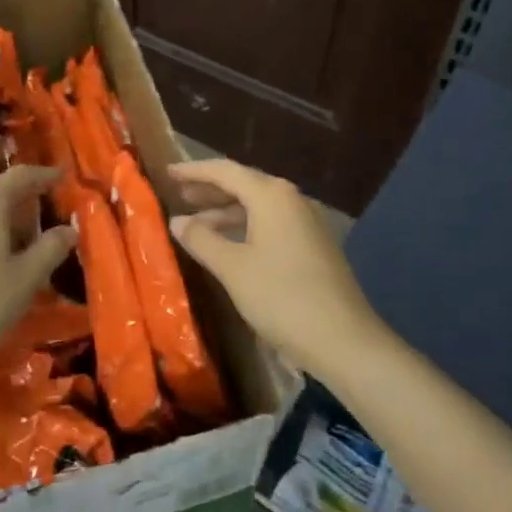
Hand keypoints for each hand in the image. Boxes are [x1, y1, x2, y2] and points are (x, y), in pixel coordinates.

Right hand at [168, 158, 386, 374]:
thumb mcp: (233, 268)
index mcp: (272, 195)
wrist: (344, 340)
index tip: (167, 173)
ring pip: (258, 207)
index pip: (225, 171)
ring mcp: (307, 222)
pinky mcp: (314, 245)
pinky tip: (229, 246)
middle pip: (244, 185)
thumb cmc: (281, 297)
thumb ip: (202, 240)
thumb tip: (177, 221)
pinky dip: (245, 228)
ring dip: (226, 212)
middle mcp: (292, 199)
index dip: (194, 171)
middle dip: (210, 191)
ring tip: (196, 225)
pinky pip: (272, 224)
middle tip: (179, 197)